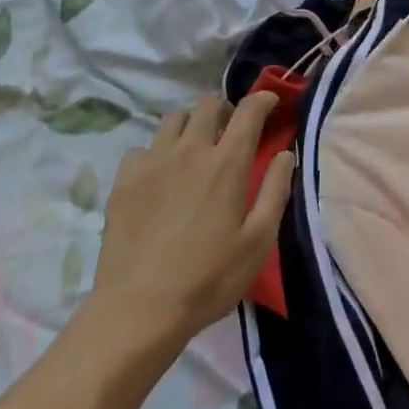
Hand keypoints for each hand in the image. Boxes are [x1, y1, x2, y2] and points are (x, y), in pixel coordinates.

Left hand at [86, 92, 293, 354]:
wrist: (139, 309)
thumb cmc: (209, 278)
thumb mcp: (258, 241)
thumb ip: (276, 190)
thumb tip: (285, 154)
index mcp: (228, 163)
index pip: (249, 111)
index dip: (263, 99)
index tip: (270, 103)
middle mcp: (190, 150)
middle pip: (208, 103)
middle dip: (225, 109)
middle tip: (231, 132)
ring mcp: (153, 161)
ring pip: (174, 118)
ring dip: (191, 125)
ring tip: (195, 150)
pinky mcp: (124, 179)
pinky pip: (143, 147)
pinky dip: (157, 152)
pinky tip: (160, 177)